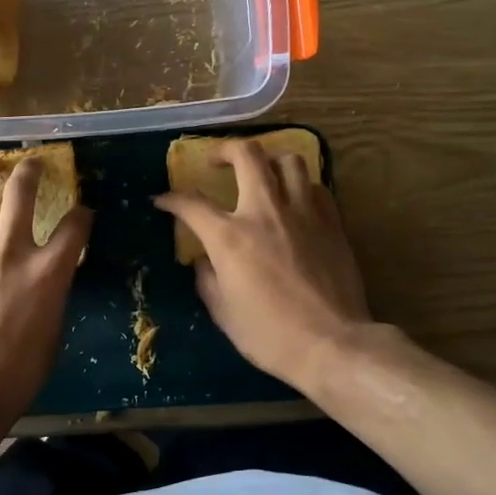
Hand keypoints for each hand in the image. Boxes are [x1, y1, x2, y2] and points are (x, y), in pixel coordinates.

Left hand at [0, 155, 92, 419]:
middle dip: (30, 173)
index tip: (83, 211)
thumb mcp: (53, 330)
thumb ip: (53, 293)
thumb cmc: (17, 371)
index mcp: (48, 272)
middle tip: (32, 161)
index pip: (75, 228)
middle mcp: (12, 251)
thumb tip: (50, 277)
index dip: (82, 215)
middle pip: (22, 196)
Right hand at [153, 140, 369, 393]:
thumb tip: (204, 261)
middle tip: (216, 161)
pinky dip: (300, 186)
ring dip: (269, 161)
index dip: (172, 198)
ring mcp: (303, 213)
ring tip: (261, 174)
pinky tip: (295, 201)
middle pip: (247, 155)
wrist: (332, 345)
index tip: (163, 200)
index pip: (192, 204)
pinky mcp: (332, 222)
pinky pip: (315, 186)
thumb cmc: (270, 335)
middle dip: (225, 149)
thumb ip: (207, 279)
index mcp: (230, 237)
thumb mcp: (223, 313)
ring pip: (288, 160)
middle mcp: (265, 212)